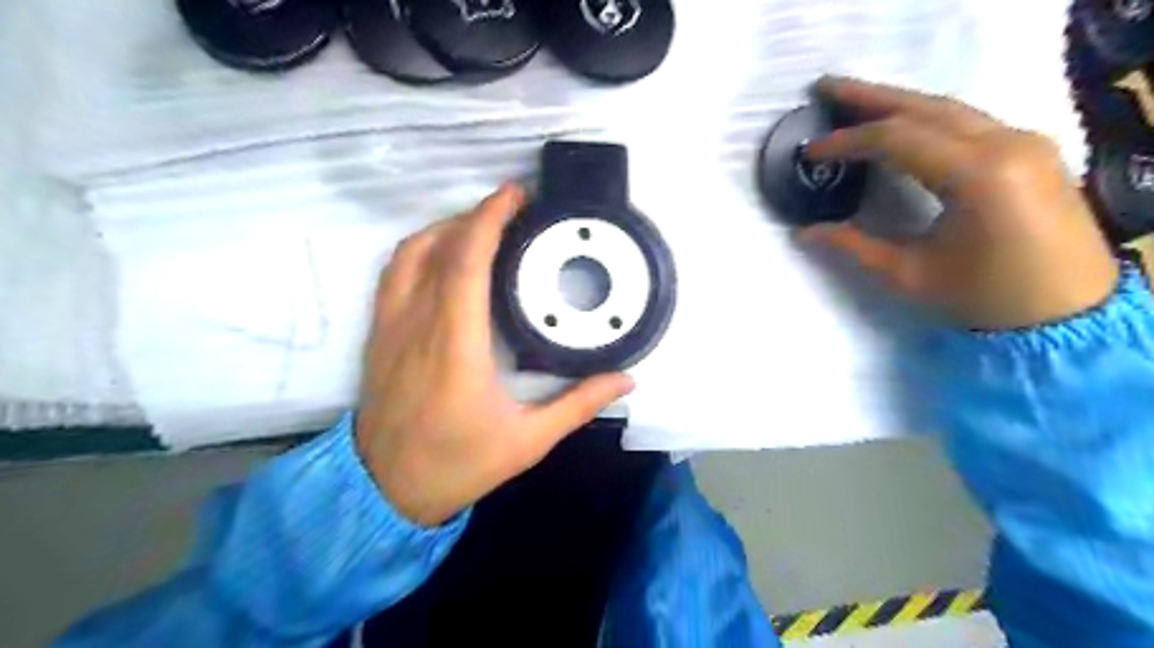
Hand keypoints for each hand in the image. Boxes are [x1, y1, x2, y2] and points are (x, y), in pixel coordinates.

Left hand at [358, 181, 633, 525]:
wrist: (386, 490)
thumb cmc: (458, 463)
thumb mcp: (528, 440)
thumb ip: (578, 404)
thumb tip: (625, 379)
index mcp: (456, 346)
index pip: (468, 262)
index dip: (490, 219)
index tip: (516, 195)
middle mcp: (417, 324)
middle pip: (439, 246)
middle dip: (476, 216)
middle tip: (513, 209)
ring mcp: (390, 326)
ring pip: (409, 253)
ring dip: (446, 228)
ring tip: (481, 226)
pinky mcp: (378, 334)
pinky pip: (393, 273)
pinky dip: (420, 250)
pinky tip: (445, 257)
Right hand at [804, 75, 1118, 328]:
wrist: (1068, 313)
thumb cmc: (984, 298)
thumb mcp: (910, 275)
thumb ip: (854, 246)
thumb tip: (803, 232)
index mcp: (977, 175)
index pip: (897, 139)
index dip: (847, 141)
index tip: (811, 151)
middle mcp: (1006, 143)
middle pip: (925, 106)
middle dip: (869, 96)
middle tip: (824, 87)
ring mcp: (1024, 142)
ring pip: (948, 108)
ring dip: (897, 102)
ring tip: (854, 99)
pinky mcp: (1029, 150)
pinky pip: (967, 121)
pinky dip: (925, 118)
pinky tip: (900, 123)